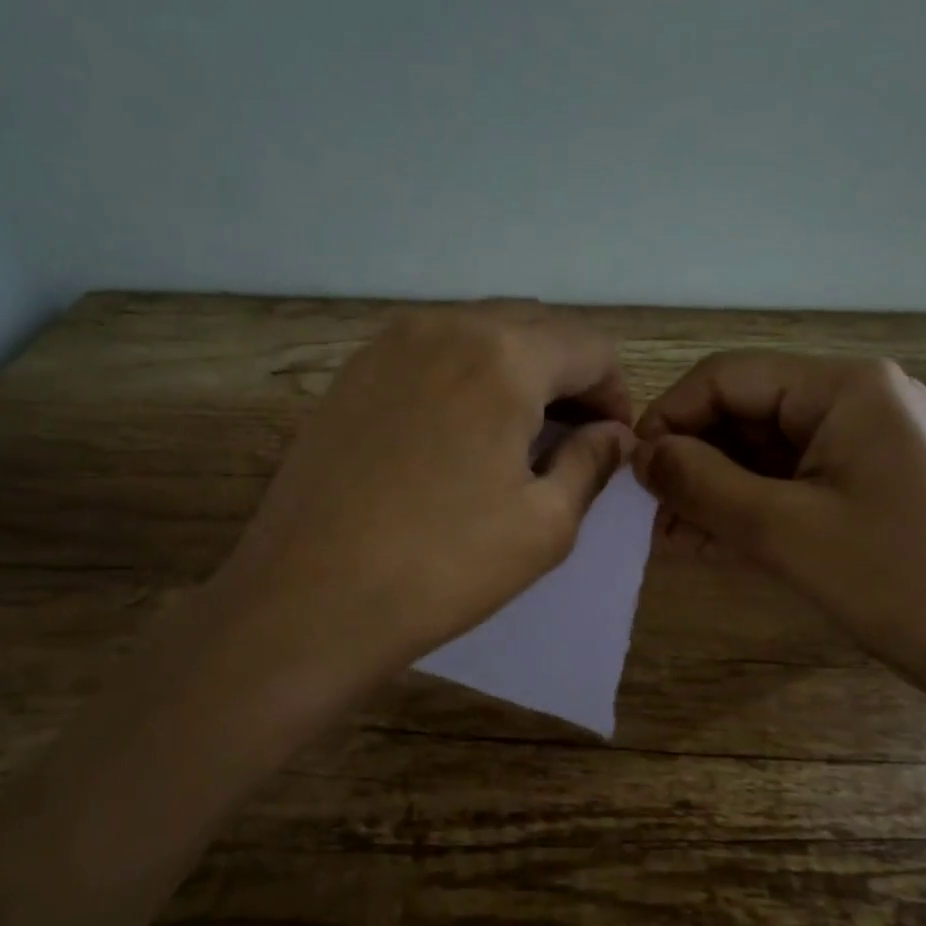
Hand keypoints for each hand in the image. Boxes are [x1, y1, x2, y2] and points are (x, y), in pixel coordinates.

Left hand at [215, 302, 634, 688]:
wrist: (309, 598)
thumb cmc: (442, 566)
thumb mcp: (544, 525)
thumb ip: (591, 463)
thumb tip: (613, 435)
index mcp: (503, 356)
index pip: (589, 347)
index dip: (616, 392)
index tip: (613, 440)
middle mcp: (446, 326)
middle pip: (535, 327)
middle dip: (569, 374)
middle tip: (574, 435)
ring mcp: (390, 344)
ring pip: (481, 332)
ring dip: (517, 369)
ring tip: (519, 432)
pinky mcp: (354, 372)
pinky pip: (432, 351)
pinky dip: (465, 374)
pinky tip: (459, 430)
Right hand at [634, 352, 925, 700]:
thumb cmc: (895, 579)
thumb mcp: (782, 529)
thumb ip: (700, 482)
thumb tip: (638, 454)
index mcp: (844, 387)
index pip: (728, 377)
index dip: (670, 417)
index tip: (632, 471)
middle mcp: (854, 399)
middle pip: (744, 412)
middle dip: (691, 460)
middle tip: (647, 513)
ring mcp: (862, 442)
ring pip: (761, 450)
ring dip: (712, 488)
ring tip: (667, 536)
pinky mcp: (864, 482)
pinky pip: (787, 481)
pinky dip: (745, 506)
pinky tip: (703, 541)